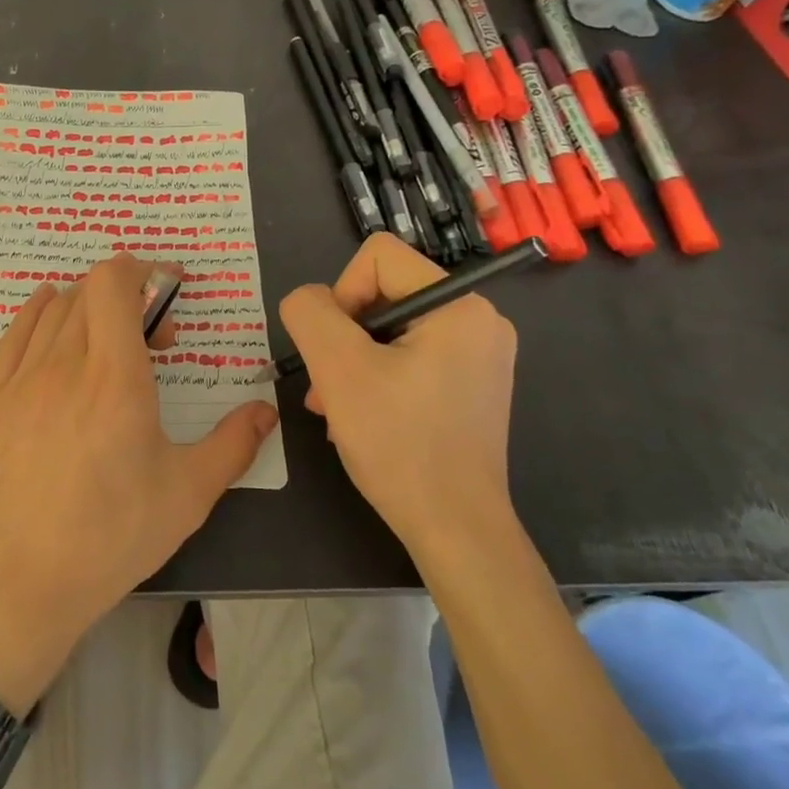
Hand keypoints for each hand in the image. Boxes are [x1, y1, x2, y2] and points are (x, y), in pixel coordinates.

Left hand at [0, 256, 278, 714]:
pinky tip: (48, 320)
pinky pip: (12, 336)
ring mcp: (18, 380)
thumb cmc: (109, 539)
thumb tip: (265, 410)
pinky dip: (36, 315)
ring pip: (52, 311)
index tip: (166, 288)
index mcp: (115, 378)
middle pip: (88, 293)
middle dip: (127, 299)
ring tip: (106, 343)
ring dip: (86, 309)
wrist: (13, 588)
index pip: (114, 283)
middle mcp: (63, 364)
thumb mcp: (187, 496)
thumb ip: (233, 444)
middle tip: (151, 340)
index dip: (141, 270)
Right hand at [278, 234, 517, 556]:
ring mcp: (479, 354)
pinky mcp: (471, 385)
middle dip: (344, 336)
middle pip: (384, 293)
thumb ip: (310, 313)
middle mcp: (479, 319)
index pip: (378, 257)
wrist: (456, 531)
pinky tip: (360, 415)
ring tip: (334, 406)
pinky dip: (378, 377)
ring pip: (391, 329)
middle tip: (325, 386)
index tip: (335, 349)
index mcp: (460, 304)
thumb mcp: (338, 369)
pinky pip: (411, 356)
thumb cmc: (400, 444)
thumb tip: (309, 300)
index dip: (341, 294)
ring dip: (354, 360)